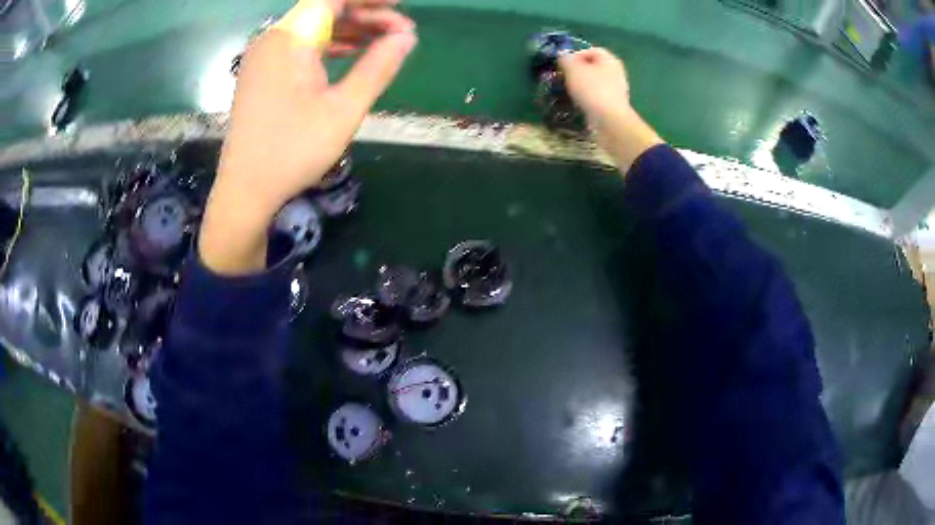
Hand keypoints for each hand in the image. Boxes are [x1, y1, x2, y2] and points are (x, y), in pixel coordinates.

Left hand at [199, 0, 416, 274]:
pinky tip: (349, 54)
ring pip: (311, 26)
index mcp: (290, 38)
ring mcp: (263, 55)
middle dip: (364, 14)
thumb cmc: (294, 150)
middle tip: (399, 31)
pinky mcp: (260, 72)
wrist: (245, 190)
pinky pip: (298, 44)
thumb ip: (379, 66)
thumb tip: (407, 36)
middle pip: (323, 9)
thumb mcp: (345, 108)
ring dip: (347, 29)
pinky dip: (326, 44)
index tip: (401, 7)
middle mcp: (273, 38)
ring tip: (382, 42)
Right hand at [558, 48, 662, 173]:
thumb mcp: (573, 69)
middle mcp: (616, 72)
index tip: (563, 65)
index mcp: (609, 60)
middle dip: (577, 71)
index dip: (576, 55)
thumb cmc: (592, 90)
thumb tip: (563, 57)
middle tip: (564, 78)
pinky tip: (579, 104)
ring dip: (581, 86)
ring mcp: (617, 90)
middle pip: (593, 67)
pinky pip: (597, 96)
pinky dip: (587, 98)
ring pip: (594, 82)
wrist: (610, 121)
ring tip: (569, 92)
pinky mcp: (613, 105)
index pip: (591, 51)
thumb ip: (566, 60)